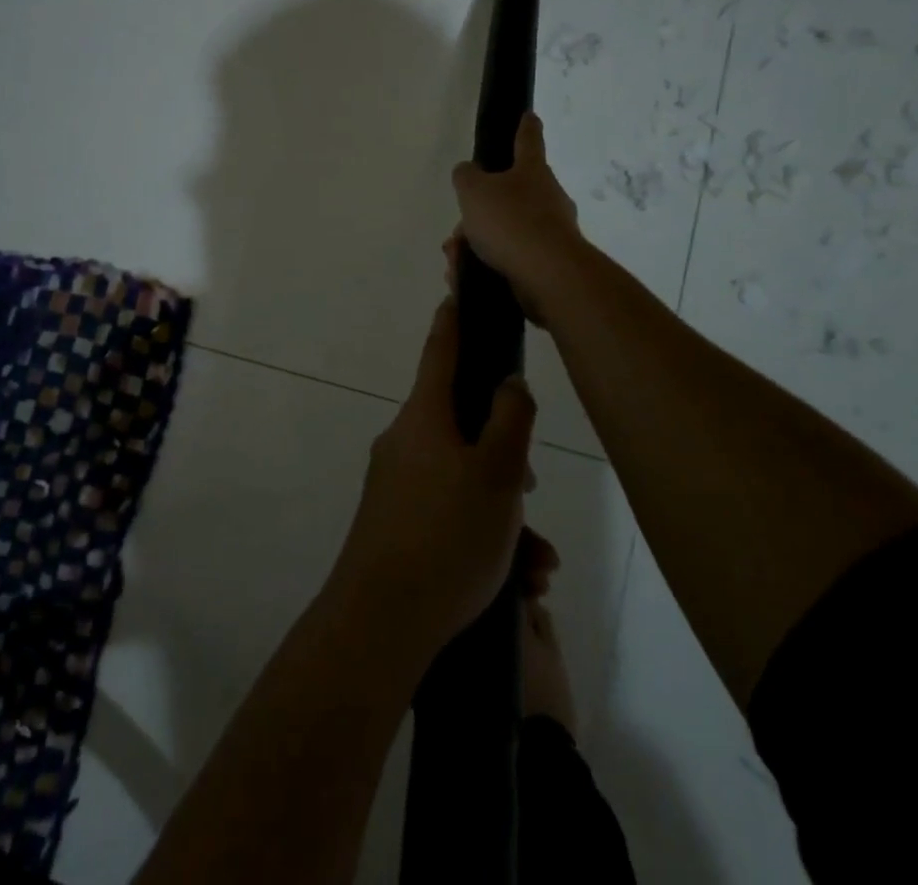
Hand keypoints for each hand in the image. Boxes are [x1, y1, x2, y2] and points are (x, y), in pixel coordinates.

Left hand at [325, 301, 536, 662]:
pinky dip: (484, 537)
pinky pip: (449, 515)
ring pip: (464, 480)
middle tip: (530, 486)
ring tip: (537, 563)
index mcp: (424, 416)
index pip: (441, 350)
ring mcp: (396, 485)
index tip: (458, 293)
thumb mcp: (496, 473)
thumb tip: (507, 381)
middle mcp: (405, 441)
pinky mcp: (396, 525)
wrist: (379, 624)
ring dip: (505, 512)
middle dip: (504, 452)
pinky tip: (518, 582)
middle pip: (463, 425)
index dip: (454, 320)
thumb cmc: (446, 535)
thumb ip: (509, 418)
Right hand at [450, 113, 585, 328]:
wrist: (548, 275)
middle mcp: (548, 197)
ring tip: (455, 258)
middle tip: (459, 228)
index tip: (529, 115)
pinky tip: (466, 277)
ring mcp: (552, 231)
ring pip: (506, 230)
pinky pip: (511, 258)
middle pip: (511, 194)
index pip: (528, 140)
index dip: (525, 126)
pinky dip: (487, 264)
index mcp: (532, 171)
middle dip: (482, 210)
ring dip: (478, 242)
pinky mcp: (549, 264)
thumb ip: (466, 177)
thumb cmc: (510, 221)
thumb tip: (468, 172)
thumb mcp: (474, 191)